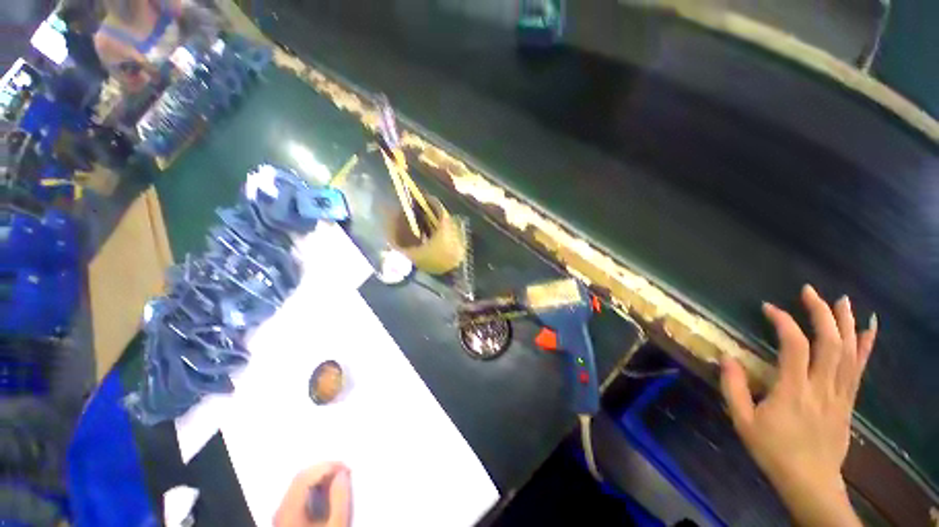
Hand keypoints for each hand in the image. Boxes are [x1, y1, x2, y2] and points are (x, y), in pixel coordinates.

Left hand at [274, 462, 351, 526]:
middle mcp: (281, 509)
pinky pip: (299, 494)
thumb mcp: (336, 524)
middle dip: (325, 469)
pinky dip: (315, 488)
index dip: (328, 465)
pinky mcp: (287, 519)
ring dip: (321, 478)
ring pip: (300, 484)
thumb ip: (340, 498)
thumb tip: (343, 474)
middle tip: (344, 471)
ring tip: (339, 480)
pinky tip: (327, 493)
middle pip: (302, 477)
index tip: (346, 467)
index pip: (306, 474)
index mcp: (288, 509)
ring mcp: (282, 515)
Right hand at [721, 285, 876, 526]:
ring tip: (841, 300)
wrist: (810, 481)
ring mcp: (840, 394)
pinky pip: (860, 369)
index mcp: (793, 391)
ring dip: (846, 323)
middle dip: (821, 313)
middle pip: (829, 343)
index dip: (784, 322)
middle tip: (810, 291)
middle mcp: (822, 387)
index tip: (769, 308)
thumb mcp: (743, 421)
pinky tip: (868, 329)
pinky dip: (866, 347)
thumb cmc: (773, 450)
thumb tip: (725, 357)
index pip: (795, 346)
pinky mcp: (849, 401)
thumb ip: (733, 387)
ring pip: (849, 352)